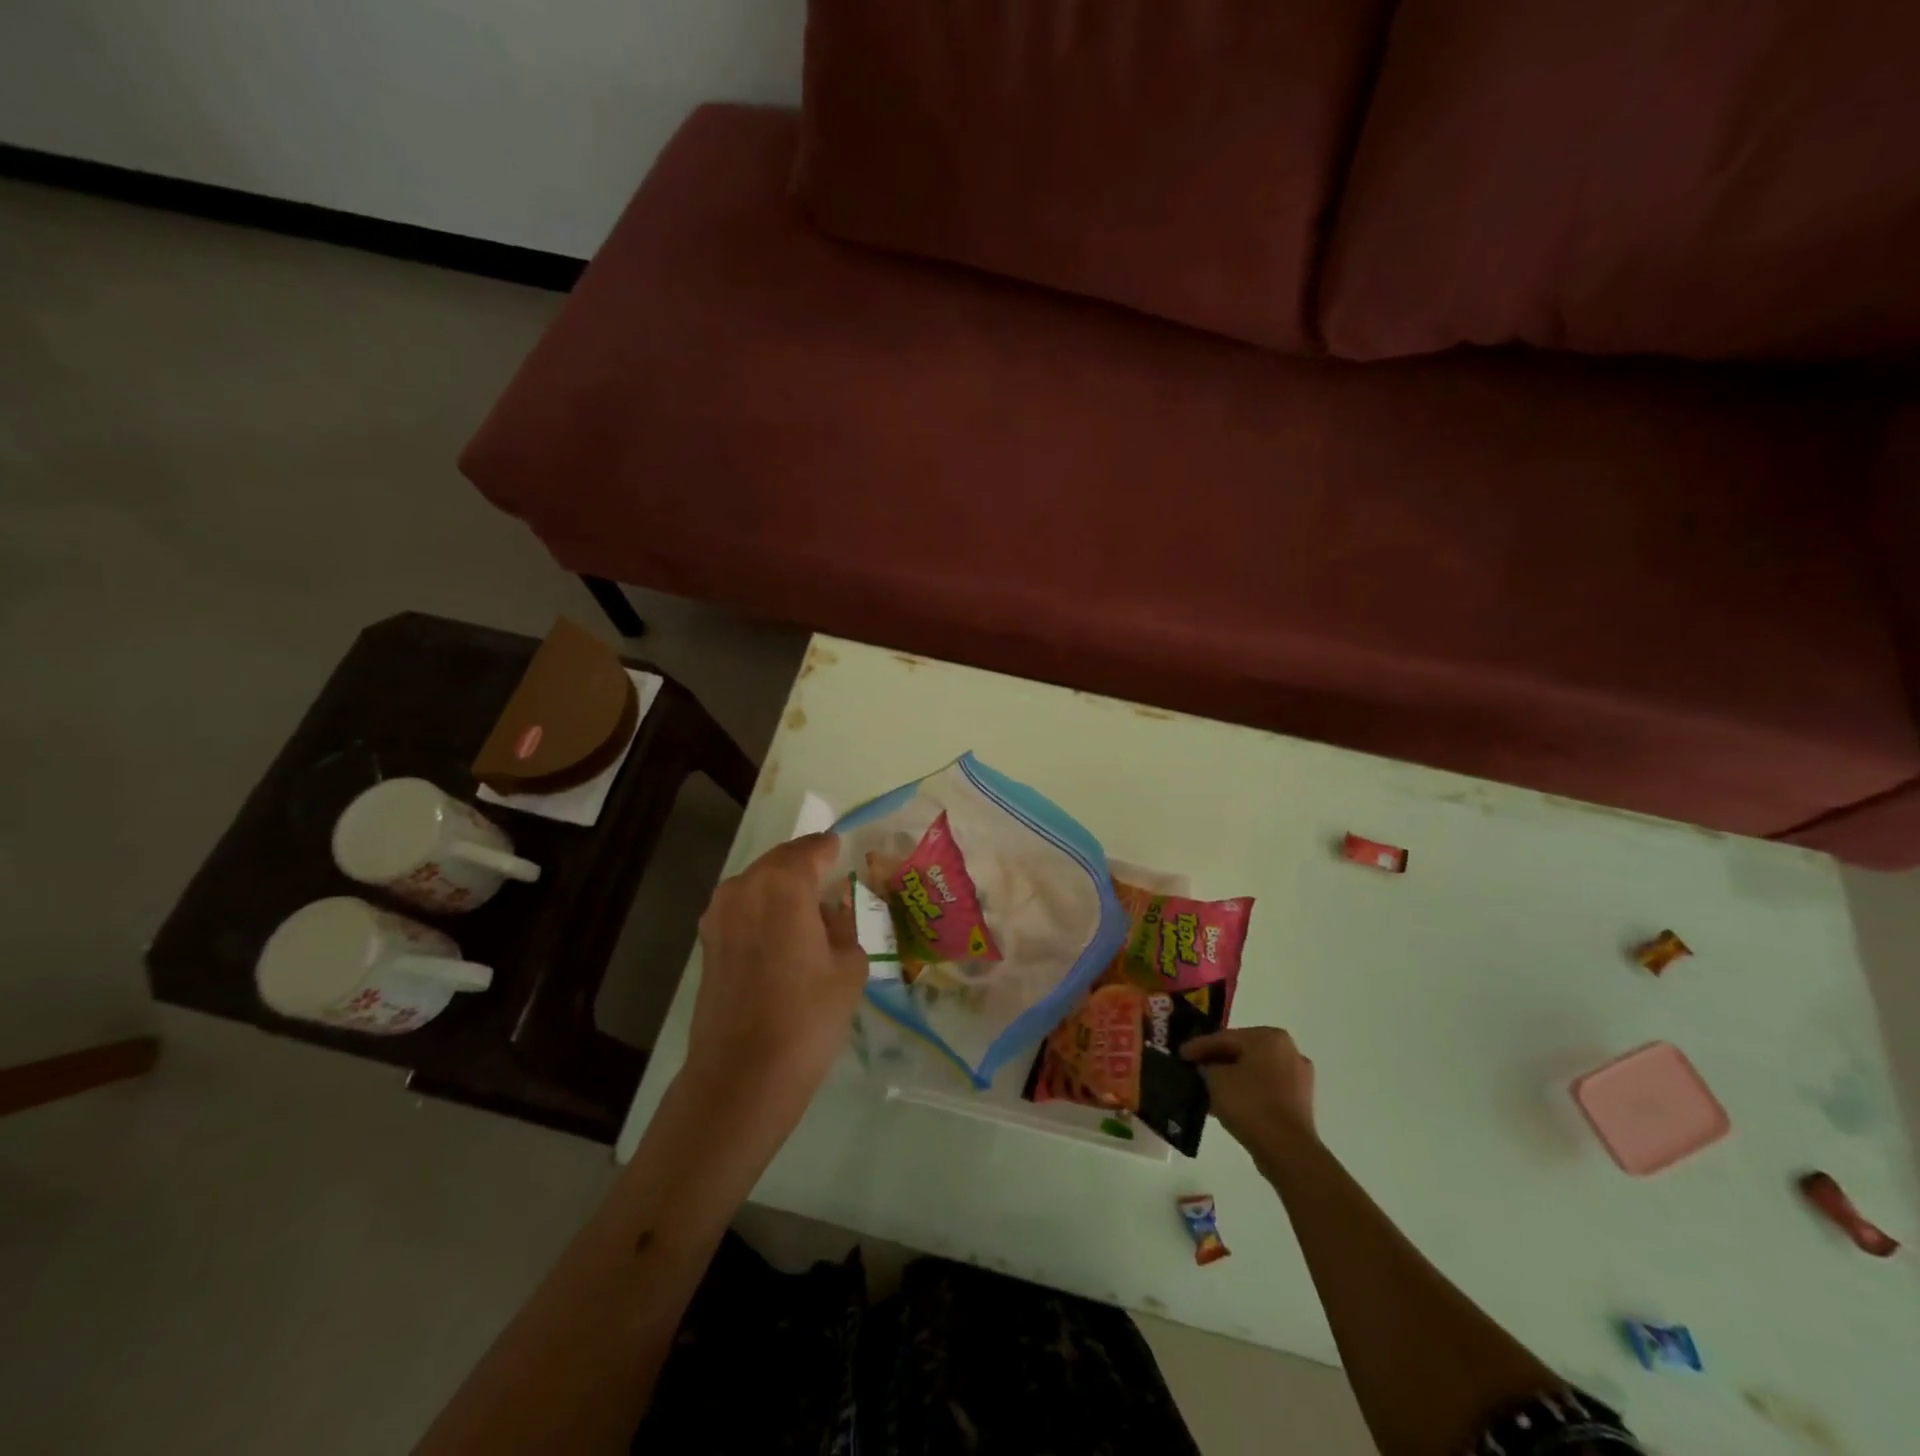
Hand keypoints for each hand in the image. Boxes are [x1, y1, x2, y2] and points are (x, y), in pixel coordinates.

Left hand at [682, 832, 866, 1122]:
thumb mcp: (849, 966)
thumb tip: (829, 914)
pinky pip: (742, 908)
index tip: (842, 850)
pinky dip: (763, 909)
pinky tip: (782, 934)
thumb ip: (843, 926)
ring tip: (807, 908)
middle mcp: (744, 887)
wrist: (743, 1075)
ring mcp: (719, 914)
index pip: (811, 849)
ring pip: (757, 884)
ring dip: (781, 888)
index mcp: (783, 884)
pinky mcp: (707, 942)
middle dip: (804, 865)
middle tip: (829, 877)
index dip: (829, 848)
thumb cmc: (807, 1016)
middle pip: (780, 862)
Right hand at [1182, 1026, 1317, 1163]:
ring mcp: (1298, 1077)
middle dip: (1218, 1060)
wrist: (1287, 1149)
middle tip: (1195, 1067)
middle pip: (1242, 1052)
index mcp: (1269, 1037)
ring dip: (1232, 1078)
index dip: (1200, 1046)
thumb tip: (1207, 1067)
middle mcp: (1288, 1050)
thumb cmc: (1250, 1104)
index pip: (1226, 1037)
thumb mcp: (1215, 1078)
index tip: (1181, 1053)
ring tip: (1208, 1087)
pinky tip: (1227, 1103)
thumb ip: (1207, 1066)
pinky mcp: (1301, 1101)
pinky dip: (1247, 1092)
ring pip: (1255, 1071)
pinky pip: (1266, 1089)